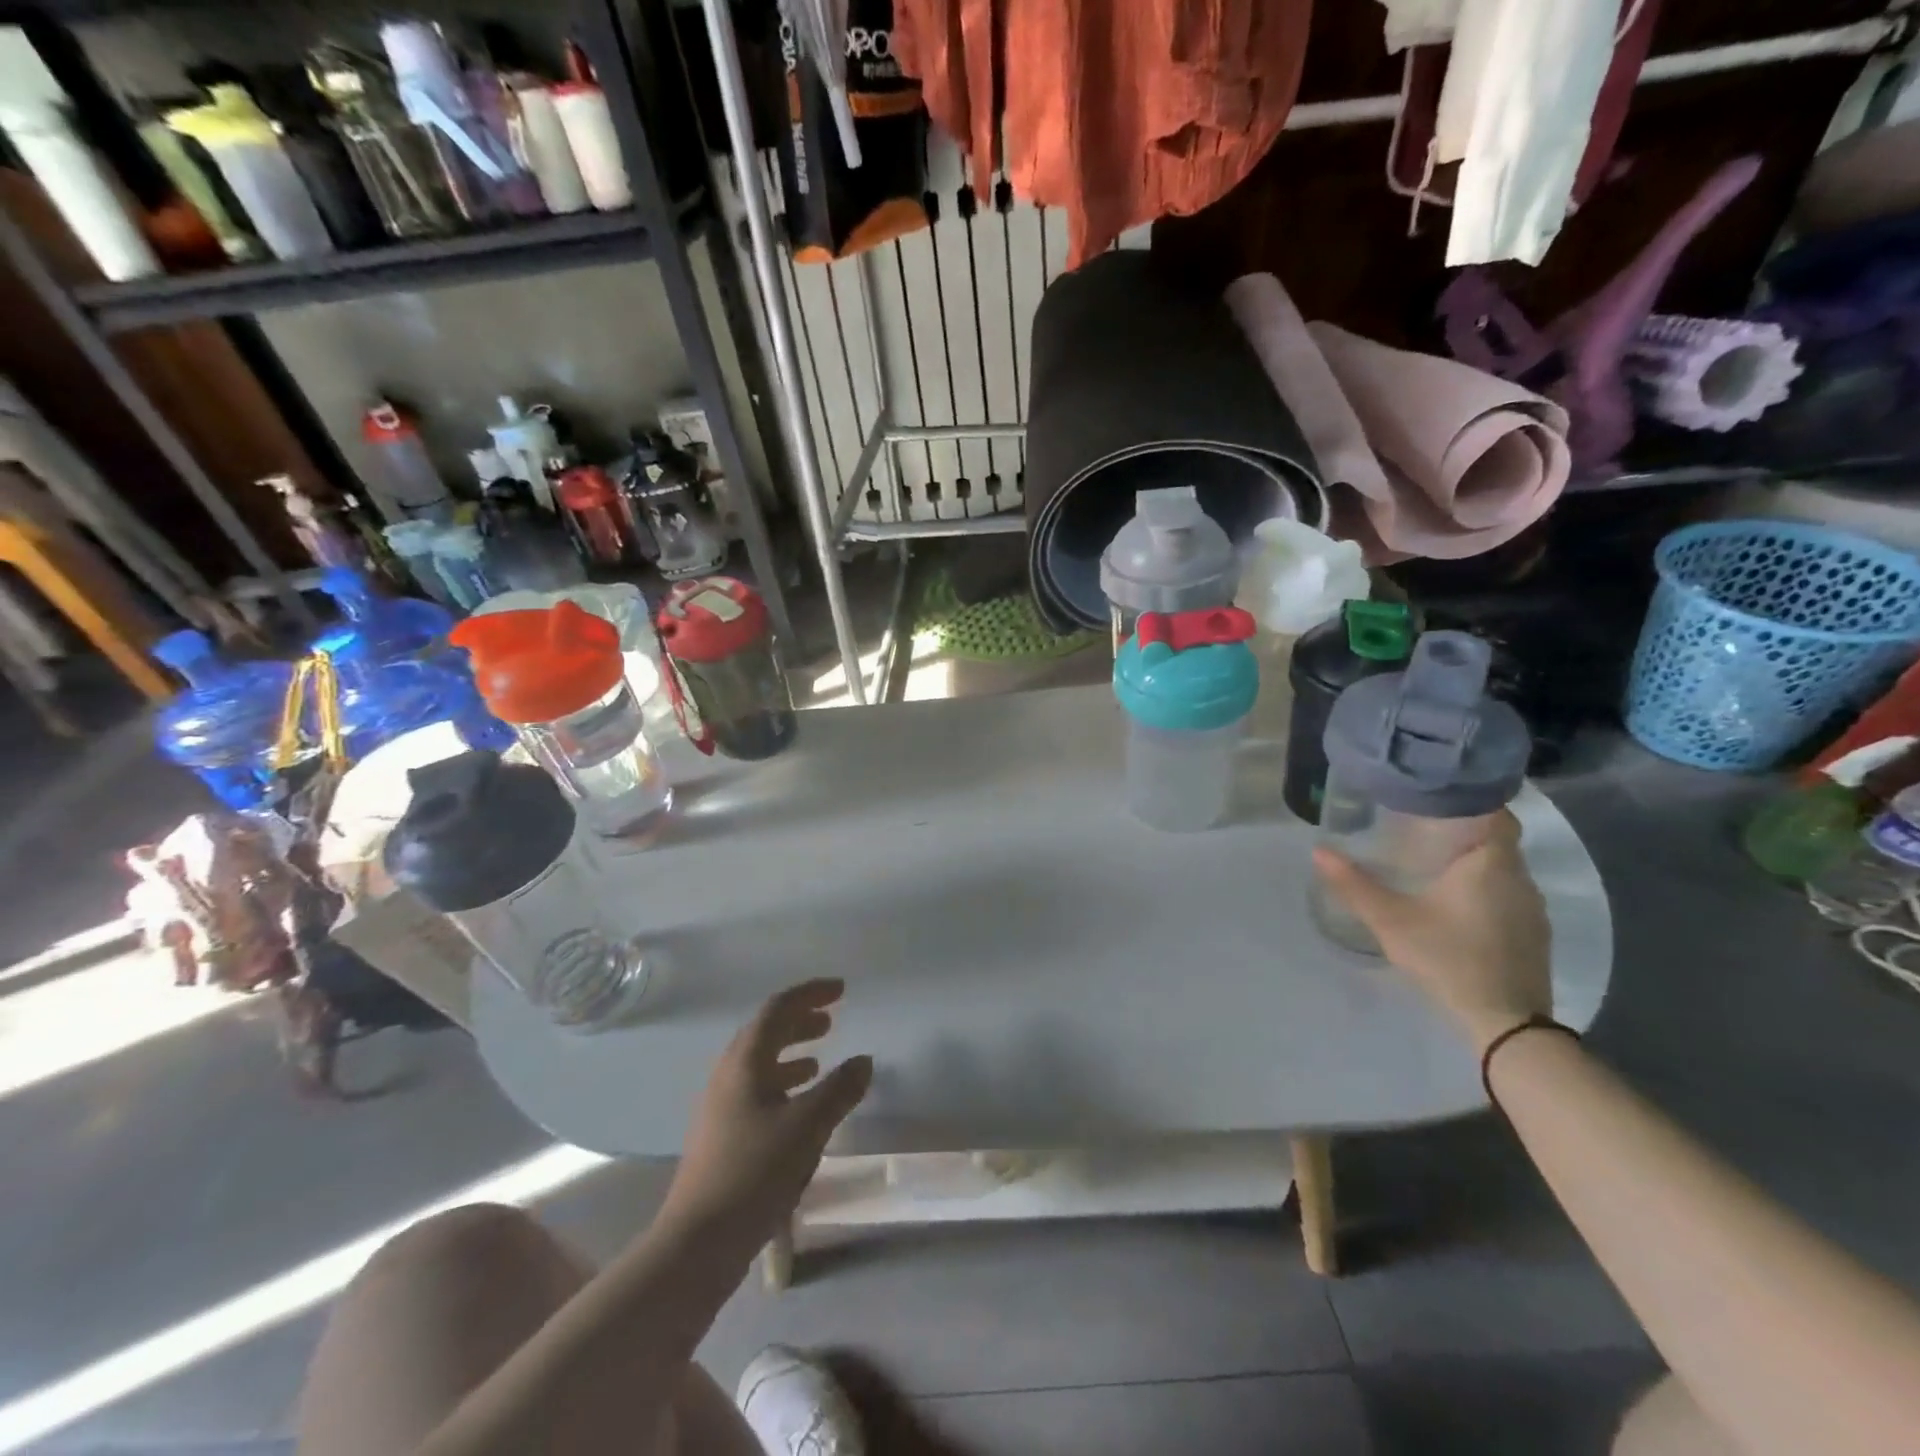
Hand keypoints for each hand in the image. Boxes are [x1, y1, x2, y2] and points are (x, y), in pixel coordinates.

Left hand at [662, 979, 872, 1244]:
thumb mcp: (807, 1127)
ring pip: (760, 1064)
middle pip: (765, 1032)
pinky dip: (783, 1084)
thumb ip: (839, 1089)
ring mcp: (721, 1106)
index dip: (810, 994)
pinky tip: (800, 1106)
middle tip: (832, 1019)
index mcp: (744, 1062)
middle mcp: (728, 1075)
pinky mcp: (722, 1136)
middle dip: (800, 1021)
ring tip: (819, 1059)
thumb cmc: (753, 1173)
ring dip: (791, 1053)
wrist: (697, 1244)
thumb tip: (863, 1060)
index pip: (778, 1009)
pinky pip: (757, 1091)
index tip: (841, 990)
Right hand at [1312, 811, 1551, 1054]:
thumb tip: (1319, 851)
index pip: (1495, 812)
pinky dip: (1484, 887)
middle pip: (1497, 838)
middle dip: (1463, 829)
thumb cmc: (1449, 958)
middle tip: (1418, 827)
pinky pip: (1508, 893)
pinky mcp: (1534, 933)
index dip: (1468, 800)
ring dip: (1474, 860)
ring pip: (1504, 868)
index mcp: (1491, 863)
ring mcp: (1533, 908)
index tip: (1434, 798)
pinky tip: (1455, 902)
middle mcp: (1520, 877)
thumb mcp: (1391, 921)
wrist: (1507, 1023)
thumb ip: (1355, 885)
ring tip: (1431, 861)